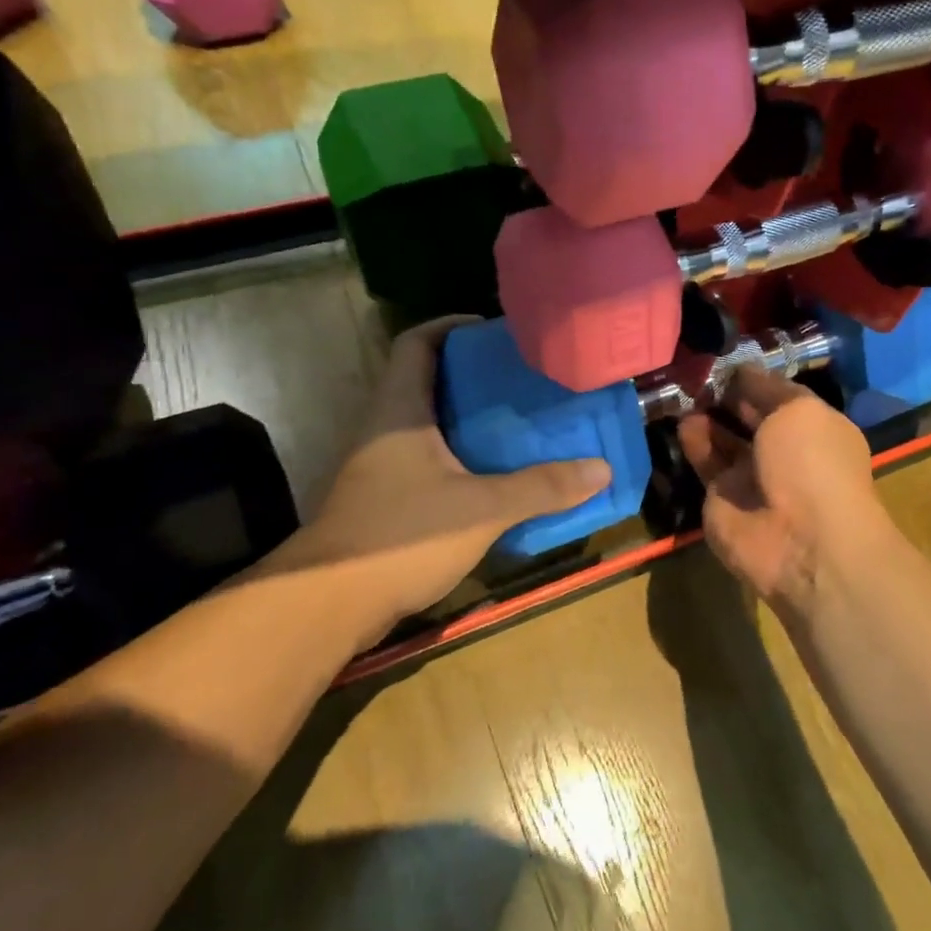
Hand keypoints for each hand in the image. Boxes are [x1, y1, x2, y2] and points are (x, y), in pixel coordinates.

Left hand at [287, 317, 609, 618]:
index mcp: (400, 410)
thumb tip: (601, 469)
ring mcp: (380, 465)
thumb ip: (542, 488)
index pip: (416, 344)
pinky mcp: (384, 498)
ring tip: (519, 423)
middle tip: (523, 380)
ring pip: (429, 424)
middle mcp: (384, 428)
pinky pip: (428, 459)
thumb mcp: (482, 509)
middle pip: (427, 381)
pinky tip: (494, 475)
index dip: (451, 326)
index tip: (493, 331)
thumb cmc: (402, 537)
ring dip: (469, 419)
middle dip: (474, 375)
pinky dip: (460, 456)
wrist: (330, 604)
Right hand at [677, 367, 887, 611]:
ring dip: (706, 415)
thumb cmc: (811, 465)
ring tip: (683, 389)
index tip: (725, 357)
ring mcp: (752, 477)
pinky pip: (705, 464)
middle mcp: (784, 452)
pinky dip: (693, 441)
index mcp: (814, 429)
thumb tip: (743, 370)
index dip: (755, 377)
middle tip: (695, 369)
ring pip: (724, 440)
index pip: (780, 396)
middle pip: (750, 417)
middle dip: (727, 395)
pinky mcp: (721, 498)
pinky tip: (681, 419)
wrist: (800, 542)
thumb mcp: (798, 410)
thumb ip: (767, 388)